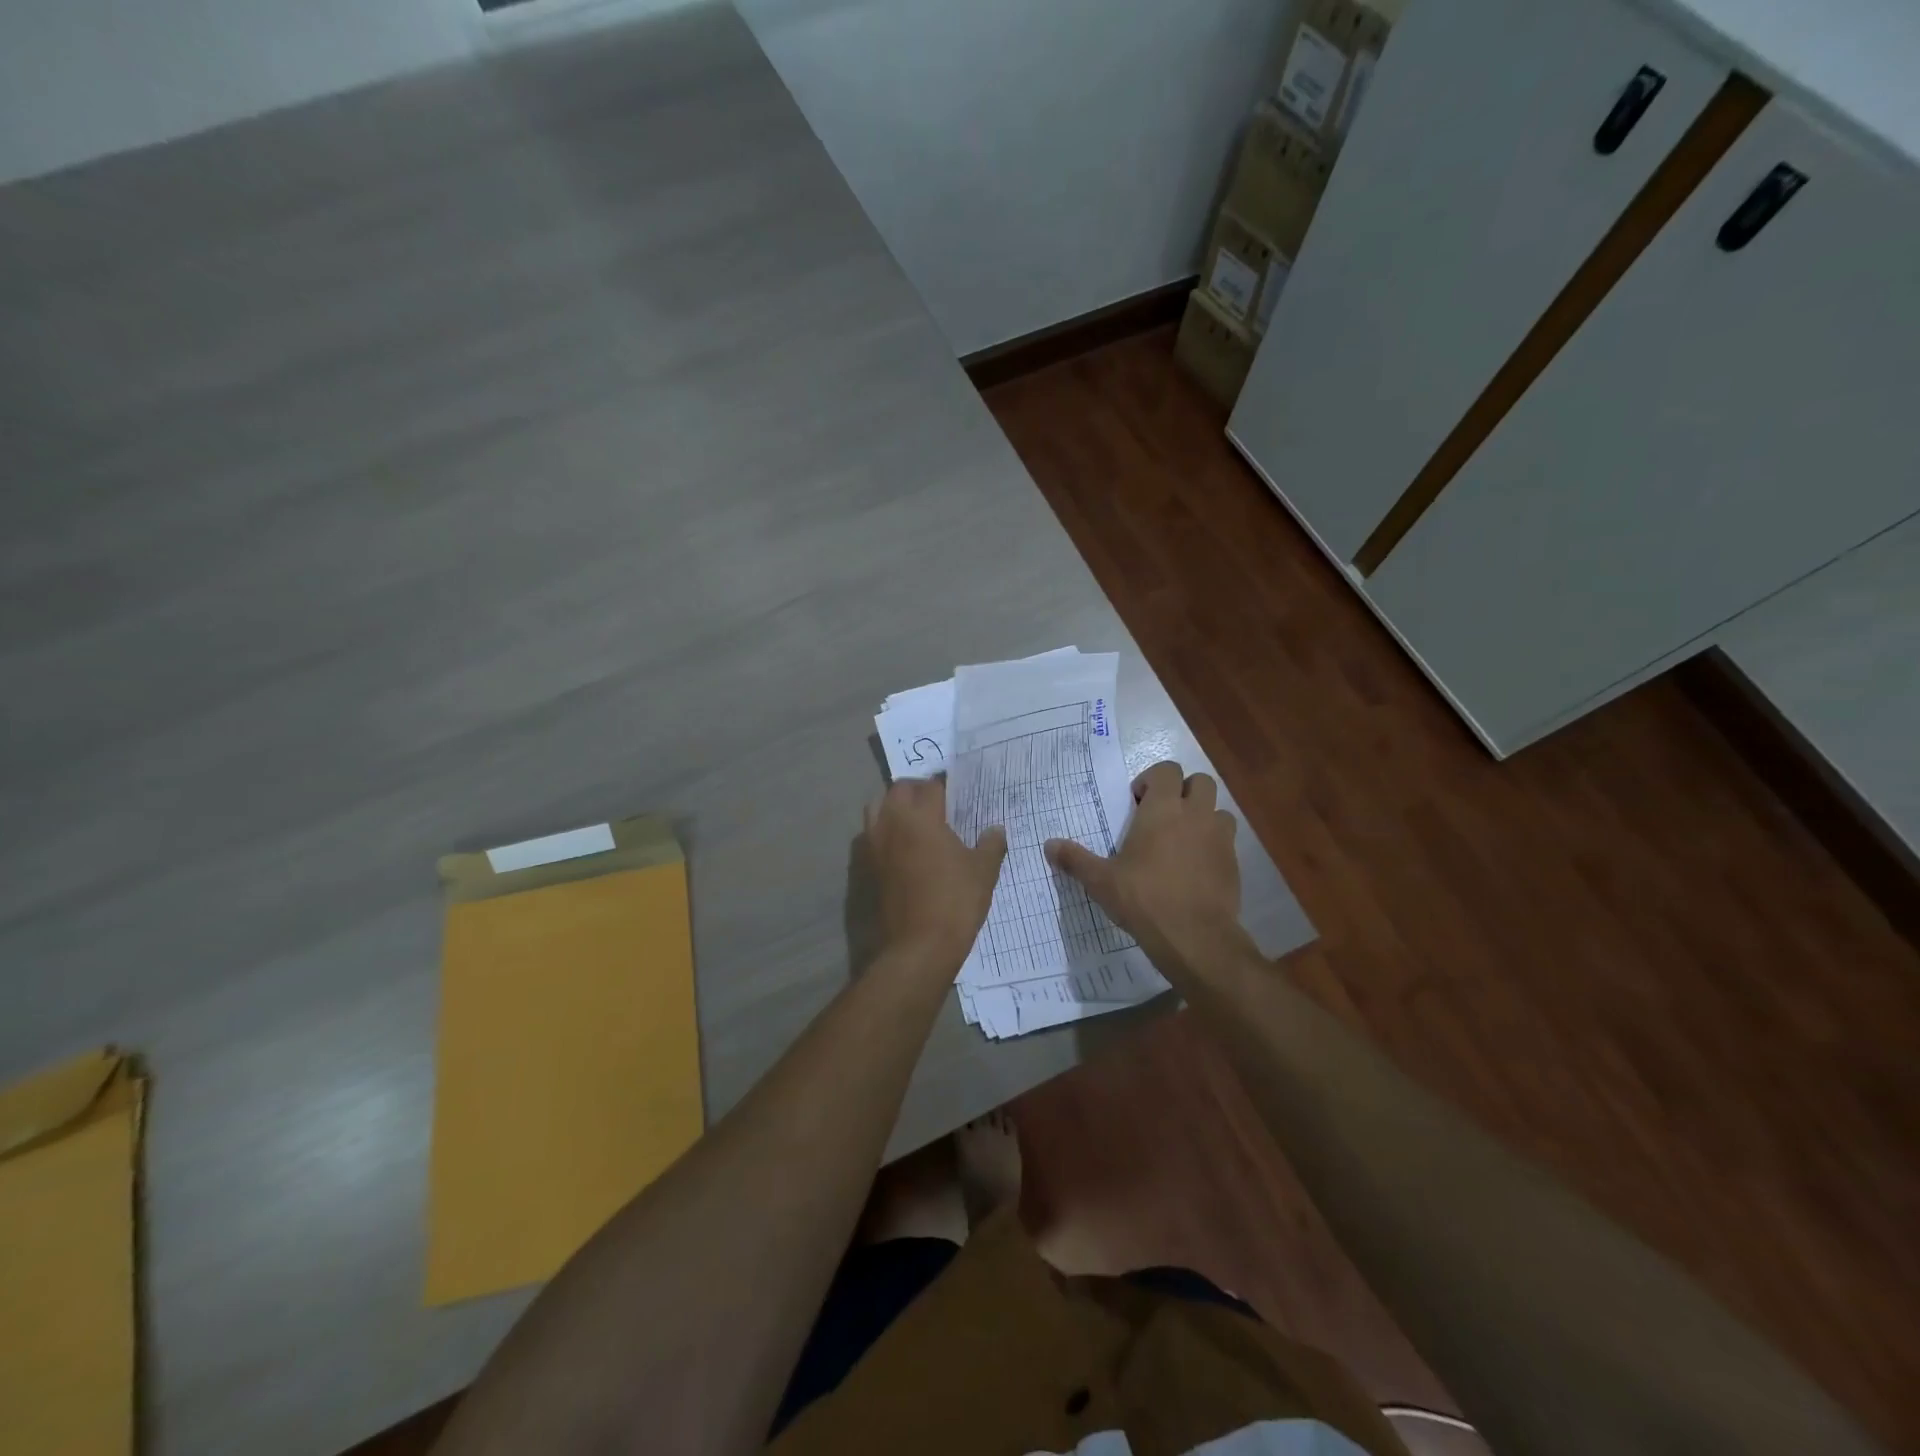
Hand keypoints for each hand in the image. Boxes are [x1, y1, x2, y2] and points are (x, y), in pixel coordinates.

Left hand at [865, 778, 1006, 970]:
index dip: (944, 786)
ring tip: (914, 821)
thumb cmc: (955, 901)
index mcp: (921, 817)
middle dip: (916, 790)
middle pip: (898, 789)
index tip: (955, 793)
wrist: (918, 946)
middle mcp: (892, 822)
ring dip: (893, 806)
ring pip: (877, 808)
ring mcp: (874, 845)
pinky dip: (883, 832)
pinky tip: (900, 848)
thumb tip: (996, 829)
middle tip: (936, 802)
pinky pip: (870, 835)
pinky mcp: (865, 866)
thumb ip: (990, 844)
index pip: (930, 786)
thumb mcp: (983, 871)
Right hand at [1045, 761, 1248, 975]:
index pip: (1167, 770)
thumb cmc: (1144, 899)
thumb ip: (1075, 859)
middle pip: (1200, 782)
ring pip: (1218, 810)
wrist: (1195, 937)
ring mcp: (1219, 838)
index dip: (1152, 780)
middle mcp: (1196, 815)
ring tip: (1182, 841)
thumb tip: (1048, 845)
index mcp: (1163, 809)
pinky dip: (1212, 846)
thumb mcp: (1101, 881)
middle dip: (1183, 791)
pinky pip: (1226, 841)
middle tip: (1162, 816)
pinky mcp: (1234, 863)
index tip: (1137, 802)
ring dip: (1202, 817)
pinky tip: (1194, 869)